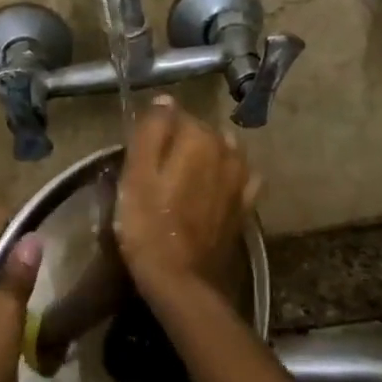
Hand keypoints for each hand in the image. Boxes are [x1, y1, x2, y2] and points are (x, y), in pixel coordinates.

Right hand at [116, 96, 259, 297]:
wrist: (182, 281)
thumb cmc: (148, 227)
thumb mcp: (135, 176)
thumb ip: (150, 131)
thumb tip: (165, 100)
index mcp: (198, 138)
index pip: (174, 115)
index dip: (154, 132)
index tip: (140, 155)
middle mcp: (227, 150)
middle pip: (199, 132)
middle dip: (180, 143)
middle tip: (156, 172)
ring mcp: (242, 178)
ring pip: (221, 152)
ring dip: (205, 158)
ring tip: (183, 181)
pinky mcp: (246, 205)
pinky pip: (239, 178)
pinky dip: (226, 178)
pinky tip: (213, 190)